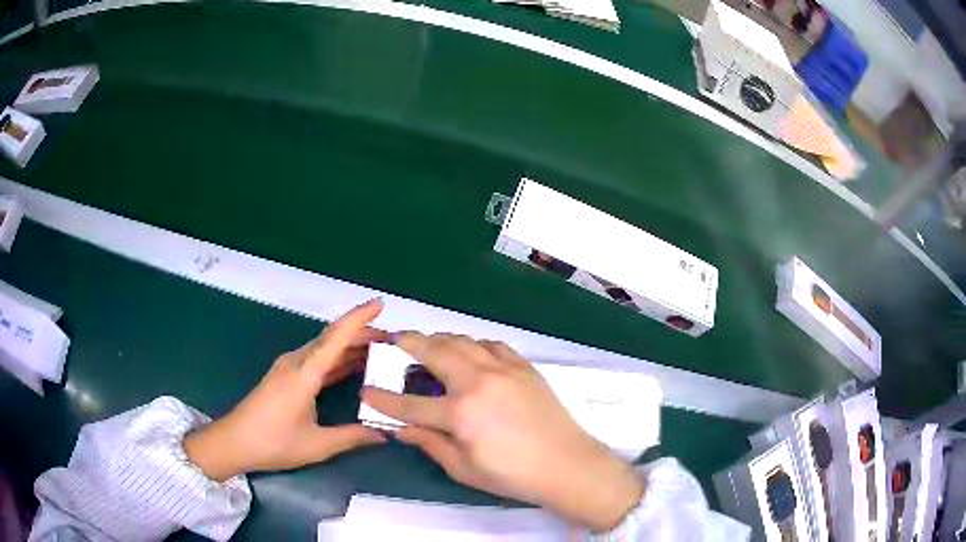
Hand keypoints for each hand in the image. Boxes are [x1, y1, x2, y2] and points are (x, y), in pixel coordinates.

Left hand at [184, 299, 388, 480]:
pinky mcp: (286, 376)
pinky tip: (352, 367)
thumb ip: (353, 437)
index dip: (359, 318)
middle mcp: (297, 362)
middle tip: (393, 340)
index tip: (380, 304)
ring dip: (350, 346)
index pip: (336, 338)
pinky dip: (337, 359)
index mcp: (304, 373)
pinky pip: (317, 359)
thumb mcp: (317, 445)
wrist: (234, 442)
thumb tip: (386, 433)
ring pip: (325, 348)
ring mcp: (289, 367)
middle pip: (333, 338)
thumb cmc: (273, 442)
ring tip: (379, 350)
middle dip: (362, 333)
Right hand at [361, 334, 643, 531]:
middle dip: (408, 343)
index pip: (410, 404)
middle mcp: (478, 382)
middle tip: (394, 339)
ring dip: (439, 339)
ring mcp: (503, 369)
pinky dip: (474, 344)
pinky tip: (470, 352)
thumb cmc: (512, 475)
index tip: (366, 390)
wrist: (567, 464)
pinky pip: (492, 345)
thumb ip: (429, 444)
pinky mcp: (523, 367)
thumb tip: (400, 429)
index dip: (383, 399)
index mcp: (460, 413)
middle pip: (434, 352)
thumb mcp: (464, 468)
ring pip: (462, 341)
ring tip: (427, 343)